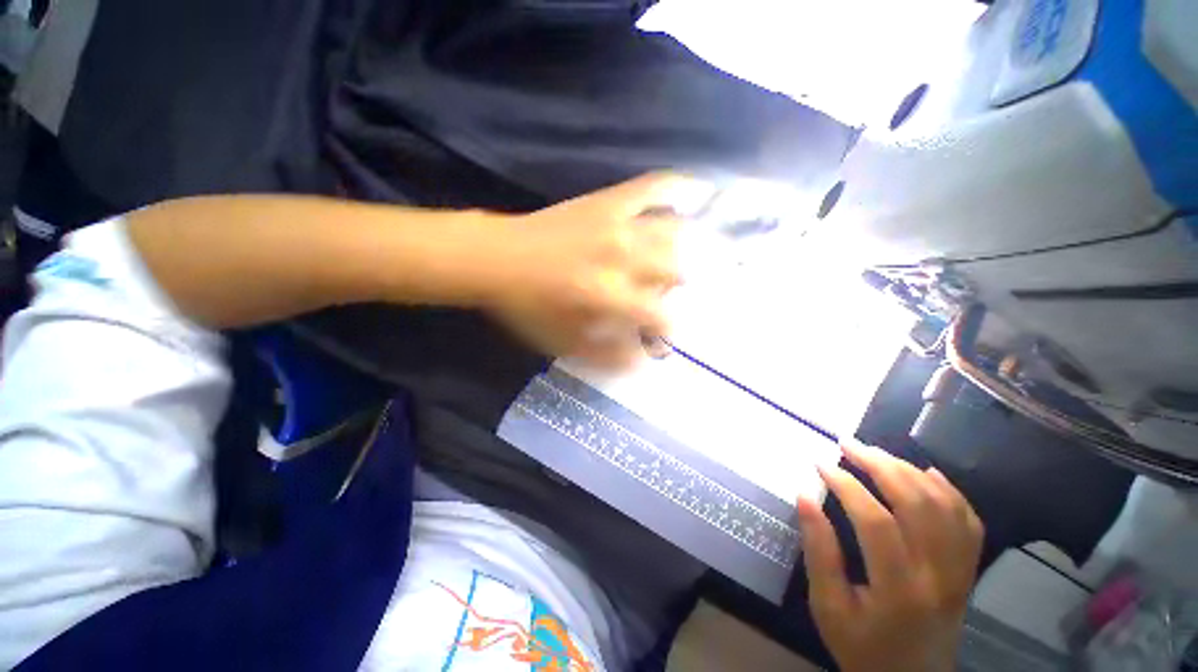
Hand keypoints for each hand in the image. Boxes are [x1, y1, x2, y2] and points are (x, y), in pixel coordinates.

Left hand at [488, 173, 704, 367]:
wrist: (497, 258)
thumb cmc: (527, 306)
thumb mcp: (564, 342)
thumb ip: (606, 356)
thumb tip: (643, 362)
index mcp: (608, 295)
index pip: (660, 314)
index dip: (671, 327)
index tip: (667, 332)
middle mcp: (621, 257)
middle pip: (677, 269)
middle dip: (682, 287)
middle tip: (671, 294)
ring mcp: (617, 223)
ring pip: (674, 231)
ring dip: (691, 247)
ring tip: (699, 254)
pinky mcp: (608, 201)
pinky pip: (652, 187)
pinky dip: (678, 187)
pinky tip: (699, 191)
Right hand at [796, 441, 983, 671]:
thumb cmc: (862, 647)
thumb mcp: (828, 607)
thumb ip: (818, 551)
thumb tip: (804, 497)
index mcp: (900, 591)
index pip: (877, 523)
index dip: (846, 486)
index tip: (820, 464)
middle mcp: (939, 576)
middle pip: (918, 505)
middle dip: (880, 465)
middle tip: (847, 445)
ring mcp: (960, 572)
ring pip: (946, 507)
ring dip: (909, 471)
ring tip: (876, 454)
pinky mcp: (968, 571)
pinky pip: (969, 521)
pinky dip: (949, 491)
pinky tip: (926, 473)